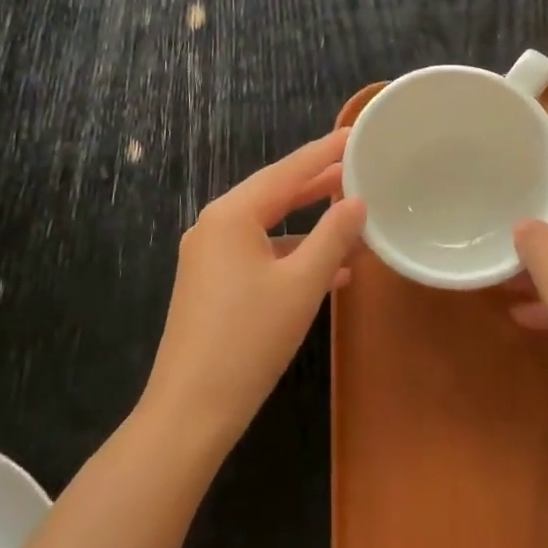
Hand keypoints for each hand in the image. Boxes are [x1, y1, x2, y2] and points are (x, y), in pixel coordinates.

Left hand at [142, 129, 365, 449]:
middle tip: (357, 166)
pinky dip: (292, 253)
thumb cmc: (249, 340)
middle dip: (317, 183)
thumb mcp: (302, 284)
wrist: (190, 412)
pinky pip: (258, 253)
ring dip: (309, 223)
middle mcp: (215, 226)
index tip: (354, 134)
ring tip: (351, 213)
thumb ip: (333, 236)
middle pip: (275, 193)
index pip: (287, 171)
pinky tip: (328, 269)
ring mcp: (209, 256)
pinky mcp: (211, 285)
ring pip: (268, 226)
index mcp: (232, 215)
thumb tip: (357, 202)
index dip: (323, 152)